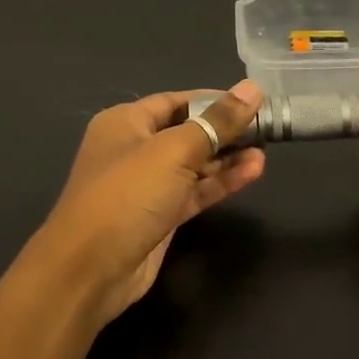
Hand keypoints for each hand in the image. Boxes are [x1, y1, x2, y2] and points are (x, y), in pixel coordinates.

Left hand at [30, 82, 265, 328]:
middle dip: (225, 130)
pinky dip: (222, 182)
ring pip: (195, 164)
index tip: (253, 101)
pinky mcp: (161, 216)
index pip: (177, 100)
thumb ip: (217, 121)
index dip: (214, 99)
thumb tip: (252, 88)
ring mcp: (148, 186)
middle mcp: (135, 149)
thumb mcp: (175, 151)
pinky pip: (196, 191)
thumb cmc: (127, 195)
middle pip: (188, 132)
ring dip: (228, 158)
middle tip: (267, 128)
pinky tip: (253, 171)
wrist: (90, 269)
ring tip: (266, 151)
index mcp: (126, 123)